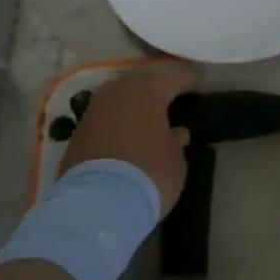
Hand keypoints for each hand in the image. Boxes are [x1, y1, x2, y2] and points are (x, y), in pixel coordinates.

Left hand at [60, 62, 199, 212]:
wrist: (97, 204)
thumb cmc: (148, 175)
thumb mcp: (176, 161)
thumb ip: (176, 141)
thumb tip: (175, 133)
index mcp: (150, 90)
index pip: (176, 76)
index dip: (191, 81)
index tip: (200, 88)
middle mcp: (120, 89)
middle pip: (144, 77)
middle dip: (159, 84)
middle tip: (174, 95)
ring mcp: (95, 107)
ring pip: (120, 92)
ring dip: (134, 99)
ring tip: (148, 112)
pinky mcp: (78, 128)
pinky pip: (105, 112)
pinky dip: (117, 116)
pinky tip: (125, 129)